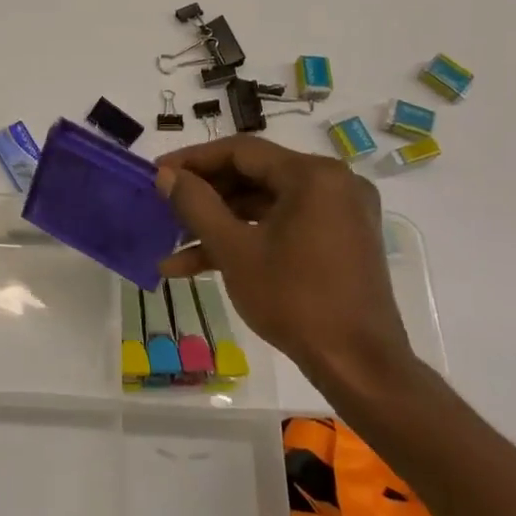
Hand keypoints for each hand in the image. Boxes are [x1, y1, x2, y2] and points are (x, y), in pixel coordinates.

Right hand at [155, 136, 418, 398]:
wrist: (358, 365)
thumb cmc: (294, 299)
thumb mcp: (234, 250)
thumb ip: (196, 204)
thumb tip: (166, 175)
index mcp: (312, 175)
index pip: (241, 151)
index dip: (193, 160)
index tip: (157, 173)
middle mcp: (332, 184)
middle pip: (253, 176)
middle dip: (204, 196)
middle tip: (163, 205)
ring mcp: (338, 213)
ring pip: (264, 205)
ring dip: (218, 223)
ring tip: (171, 244)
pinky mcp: (337, 241)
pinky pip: (282, 226)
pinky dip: (245, 240)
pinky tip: (198, 265)